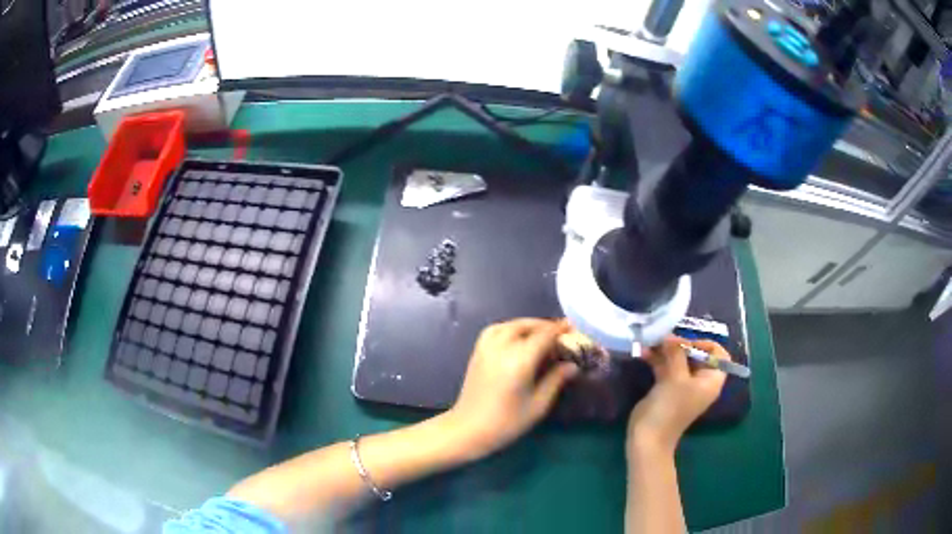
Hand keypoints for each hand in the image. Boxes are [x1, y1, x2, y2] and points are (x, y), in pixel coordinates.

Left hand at [448, 318, 577, 458]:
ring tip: (540, 335)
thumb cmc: (507, 422)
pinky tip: (517, 339)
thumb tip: (572, 365)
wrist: (469, 429)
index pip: (545, 335)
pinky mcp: (477, 352)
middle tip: (560, 334)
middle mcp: (502, 347)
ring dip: (527, 325)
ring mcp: (486, 347)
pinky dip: (509, 328)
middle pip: (527, 326)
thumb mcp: (538, 404)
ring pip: (510, 325)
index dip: (560, 329)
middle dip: (545, 326)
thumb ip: (556, 380)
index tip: (574, 327)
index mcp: (520, 359)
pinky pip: (495, 330)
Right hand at [627, 336, 729, 457]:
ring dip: (665, 350)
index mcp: (711, 380)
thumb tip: (671, 337)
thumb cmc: (670, 408)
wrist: (649, 437)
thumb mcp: (676, 377)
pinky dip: (657, 360)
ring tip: (650, 342)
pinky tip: (643, 352)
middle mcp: (699, 381)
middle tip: (664, 339)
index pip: (718, 355)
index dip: (705, 345)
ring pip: (678, 360)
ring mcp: (682, 385)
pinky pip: (665, 368)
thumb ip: (676, 353)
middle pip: (696, 354)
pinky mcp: (667, 388)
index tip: (687, 343)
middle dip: (680, 345)